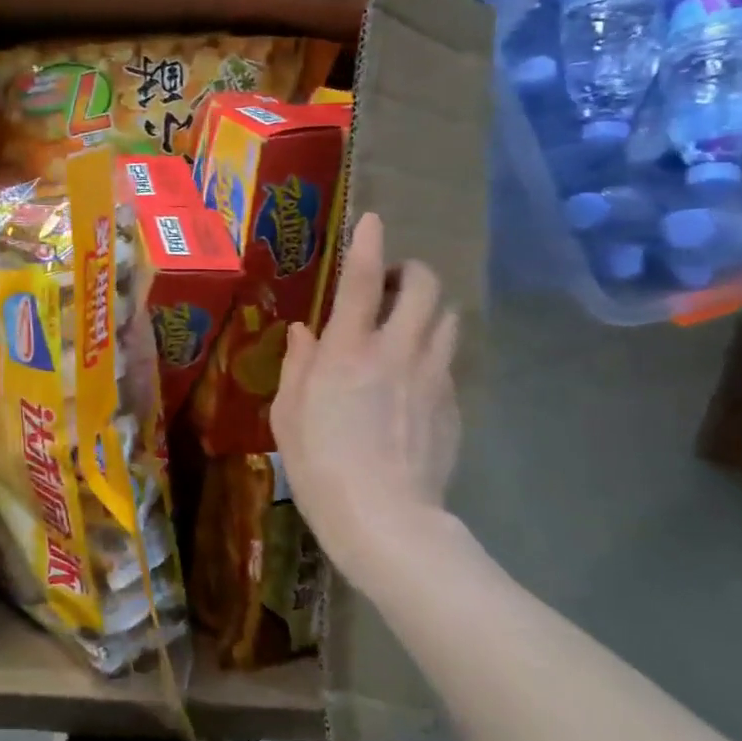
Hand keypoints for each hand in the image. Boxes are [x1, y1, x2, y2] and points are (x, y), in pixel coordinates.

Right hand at [271, 212, 460, 592]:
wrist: (385, 519)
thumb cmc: (319, 463)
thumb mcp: (288, 412)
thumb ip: (299, 364)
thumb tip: (306, 332)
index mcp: (347, 350)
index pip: (361, 281)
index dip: (367, 244)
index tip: (372, 220)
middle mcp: (396, 351)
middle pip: (423, 288)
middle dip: (411, 271)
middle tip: (390, 283)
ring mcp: (433, 377)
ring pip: (447, 319)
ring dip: (428, 309)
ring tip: (406, 324)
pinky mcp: (453, 404)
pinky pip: (448, 361)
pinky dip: (433, 352)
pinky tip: (412, 379)